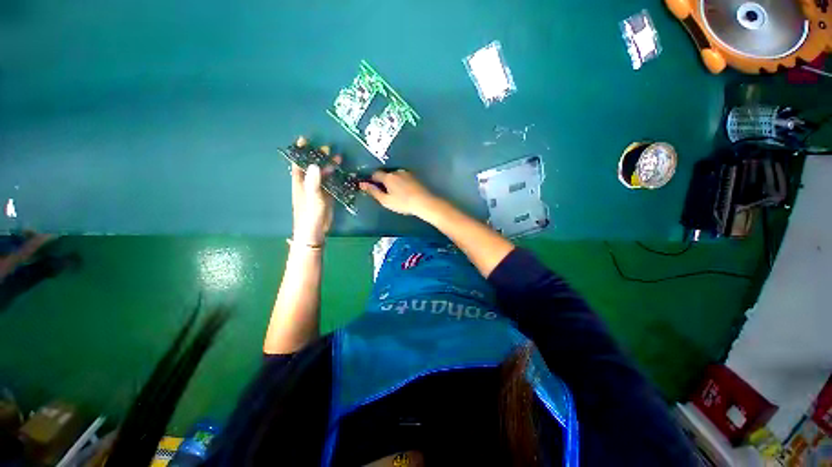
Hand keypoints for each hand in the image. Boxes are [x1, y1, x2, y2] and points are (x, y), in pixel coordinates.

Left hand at [291, 137, 340, 245]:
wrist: (314, 230)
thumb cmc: (309, 213)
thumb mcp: (311, 196)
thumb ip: (313, 182)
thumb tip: (315, 165)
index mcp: (300, 182)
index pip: (298, 163)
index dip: (300, 151)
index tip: (304, 139)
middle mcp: (308, 184)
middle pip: (313, 167)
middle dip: (319, 157)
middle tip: (328, 148)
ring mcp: (318, 191)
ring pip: (323, 175)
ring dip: (330, 167)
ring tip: (339, 159)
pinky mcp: (327, 197)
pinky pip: (331, 184)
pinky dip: (336, 178)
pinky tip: (343, 175)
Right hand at [359, 170, 439, 217]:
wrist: (424, 202)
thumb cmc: (403, 203)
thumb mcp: (386, 201)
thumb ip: (373, 192)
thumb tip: (362, 184)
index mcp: (388, 177)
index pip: (375, 174)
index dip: (373, 181)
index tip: (375, 189)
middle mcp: (397, 171)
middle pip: (386, 174)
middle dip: (384, 181)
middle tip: (387, 193)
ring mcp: (407, 173)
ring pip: (396, 175)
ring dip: (394, 181)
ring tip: (398, 193)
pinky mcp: (415, 176)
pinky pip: (404, 177)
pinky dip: (402, 182)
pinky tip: (406, 191)